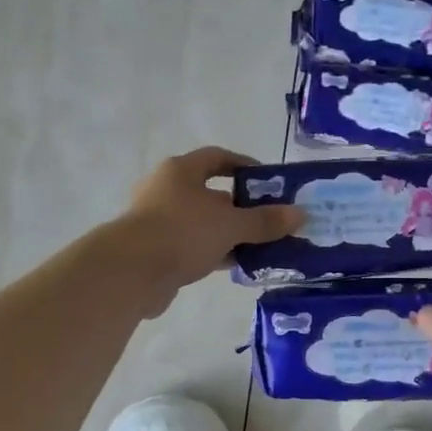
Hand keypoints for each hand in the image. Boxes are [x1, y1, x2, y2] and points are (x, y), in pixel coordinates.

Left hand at [112, 148, 302, 309]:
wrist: (130, 272)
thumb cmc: (182, 233)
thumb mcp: (231, 225)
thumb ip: (265, 221)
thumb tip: (300, 214)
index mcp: (181, 171)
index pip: (217, 157)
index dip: (244, 165)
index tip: (269, 181)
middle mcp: (166, 190)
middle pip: (211, 194)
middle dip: (241, 208)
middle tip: (270, 220)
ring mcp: (158, 221)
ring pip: (202, 224)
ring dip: (229, 234)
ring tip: (261, 246)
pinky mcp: (155, 251)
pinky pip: (192, 247)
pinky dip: (214, 253)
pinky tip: (237, 265)